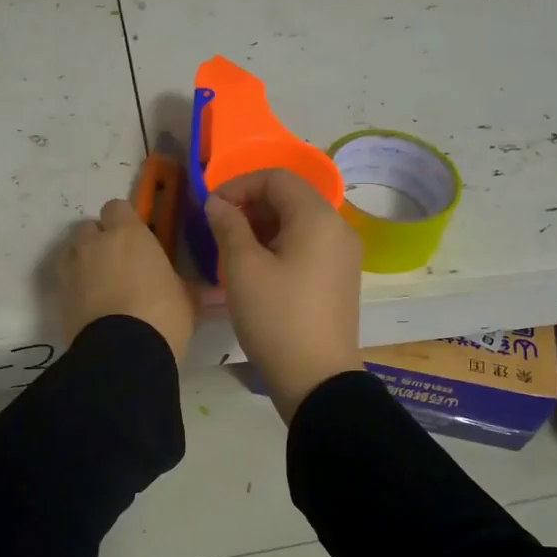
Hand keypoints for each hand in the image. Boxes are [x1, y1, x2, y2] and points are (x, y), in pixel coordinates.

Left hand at [56, 198, 195, 361]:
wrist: (123, 353)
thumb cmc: (163, 315)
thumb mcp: (187, 297)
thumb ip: (181, 282)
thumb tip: (195, 286)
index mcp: (128, 234)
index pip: (117, 207)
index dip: (125, 221)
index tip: (136, 239)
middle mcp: (94, 243)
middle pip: (88, 227)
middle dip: (99, 239)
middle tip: (118, 262)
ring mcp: (71, 269)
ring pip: (71, 251)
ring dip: (82, 260)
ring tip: (99, 284)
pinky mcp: (58, 297)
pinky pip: (64, 281)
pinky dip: (74, 287)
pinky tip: (89, 305)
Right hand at [205, 169, 362, 423]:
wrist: (317, 378)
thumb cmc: (276, 318)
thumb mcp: (242, 269)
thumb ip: (228, 226)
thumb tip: (218, 203)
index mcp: (318, 218)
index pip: (277, 178)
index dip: (239, 185)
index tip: (212, 209)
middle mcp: (338, 228)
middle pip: (291, 197)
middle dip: (251, 206)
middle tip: (220, 231)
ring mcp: (343, 255)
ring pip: (299, 222)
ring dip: (264, 227)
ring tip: (234, 252)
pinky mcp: (340, 278)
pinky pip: (308, 246)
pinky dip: (281, 246)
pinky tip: (258, 271)